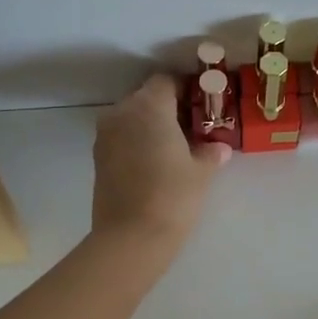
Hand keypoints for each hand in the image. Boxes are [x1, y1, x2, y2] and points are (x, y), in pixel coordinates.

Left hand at [91, 74, 228, 250]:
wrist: (131, 237)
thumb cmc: (173, 196)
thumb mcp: (201, 172)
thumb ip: (210, 152)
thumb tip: (219, 148)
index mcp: (149, 106)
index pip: (166, 81)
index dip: (185, 89)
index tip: (201, 106)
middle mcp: (122, 113)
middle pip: (146, 97)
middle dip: (167, 108)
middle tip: (191, 129)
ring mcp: (105, 135)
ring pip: (131, 118)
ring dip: (150, 126)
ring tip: (173, 149)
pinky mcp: (98, 158)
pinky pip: (121, 138)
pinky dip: (136, 143)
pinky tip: (154, 165)